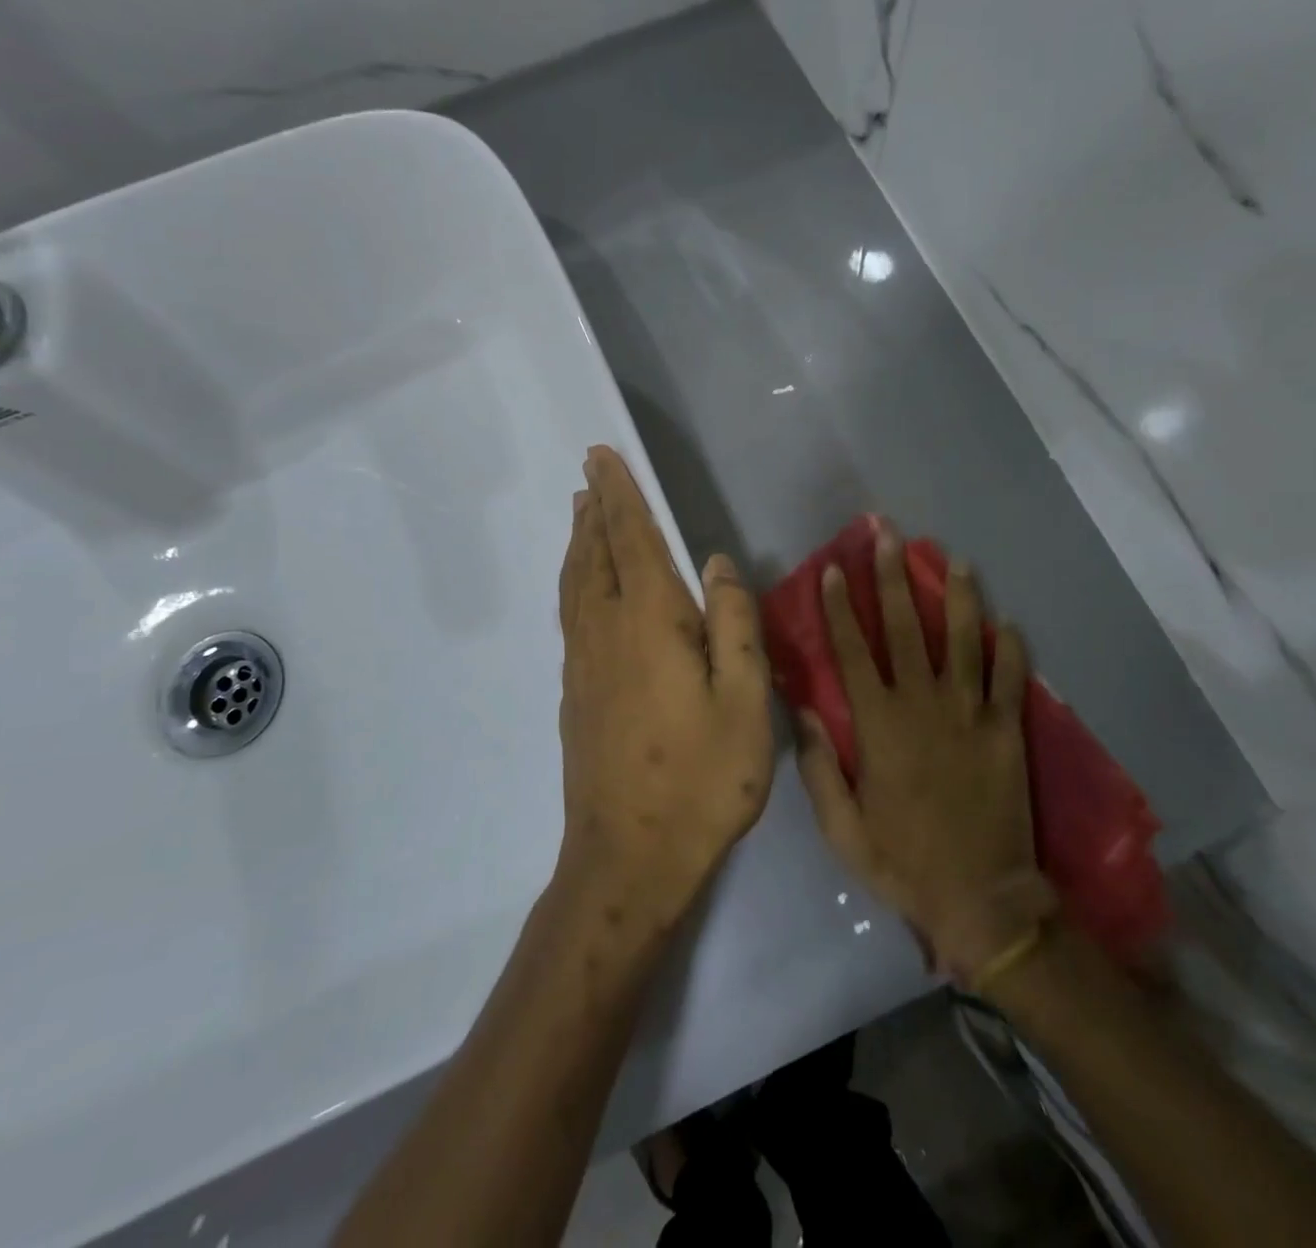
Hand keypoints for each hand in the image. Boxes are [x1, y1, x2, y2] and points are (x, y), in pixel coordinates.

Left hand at [556, 446, 773, 932]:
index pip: (631, 540)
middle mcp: (606, 631)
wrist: (628, 857)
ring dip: (580, 541)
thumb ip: (734, 624)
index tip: (601, 457)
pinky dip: (574, 580)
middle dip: (595, 509)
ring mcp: (583, 663)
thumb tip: (715, 562)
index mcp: (650, 623)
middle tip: (589, 473)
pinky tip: (581, 586)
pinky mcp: (575, 691)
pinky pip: (570, 613)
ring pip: (576, 583)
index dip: (619, 495)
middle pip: (595, 554)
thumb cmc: (700, 780)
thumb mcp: (744, 702)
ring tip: (580, 513)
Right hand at [795, 525, 1057, 984]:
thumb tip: (802, 709)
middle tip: (888, 535)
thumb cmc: (902, 862)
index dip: (840, 607)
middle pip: (904, 628)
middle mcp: (922, 705)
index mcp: (878, 725)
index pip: (852, 651)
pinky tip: (1008, 622)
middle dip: (892, 577)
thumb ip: (819, 766)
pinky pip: (1010, 679)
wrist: (982, 900)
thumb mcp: (841, 827)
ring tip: (955, 560)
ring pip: (963, 641)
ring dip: (957, 597)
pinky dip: (1011, 649)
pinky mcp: (1008, 731)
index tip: (834, 569)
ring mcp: (971, 714)